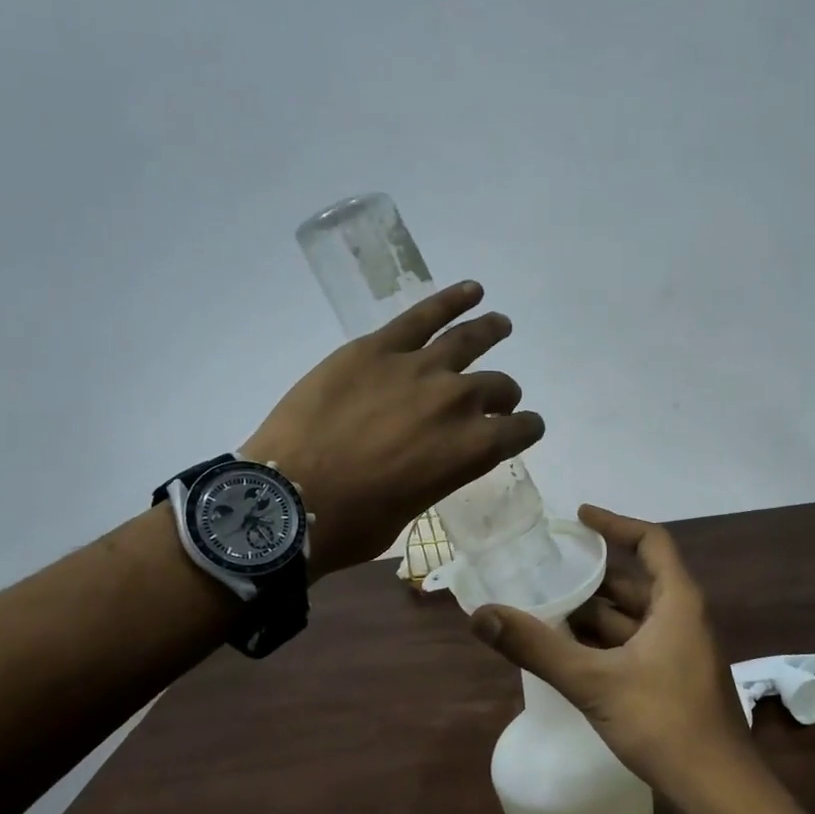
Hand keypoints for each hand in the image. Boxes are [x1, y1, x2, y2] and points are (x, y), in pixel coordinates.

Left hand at [241, 282, 543, 576]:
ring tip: (500, 323)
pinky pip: (423, 315)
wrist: (288, 499)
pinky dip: (451, 299)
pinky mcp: (377, 348)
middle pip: (497, 386)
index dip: (526, 429)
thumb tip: (435, 455)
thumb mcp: (413, 506)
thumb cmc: (353, 522)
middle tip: (497, 396)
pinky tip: (471, 291)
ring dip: (490, 329)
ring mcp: (418, 368)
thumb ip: (439, 471)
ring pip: (468, 340)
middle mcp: (457, 401)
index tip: (522, 427)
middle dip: (503, 394)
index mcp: (472, 449)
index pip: (520, 430)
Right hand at [468, 505, 753, 798]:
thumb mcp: (594, 681)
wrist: (720, 789)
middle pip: (635, 581)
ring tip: (547, 609)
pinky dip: (606, 641)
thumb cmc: (664, 722)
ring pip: (633, 617)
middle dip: (592, 577)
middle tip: (547, 571)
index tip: (579, 517)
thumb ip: (537, 647)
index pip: (650, 541)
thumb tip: (483, 614)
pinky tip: (571, 653)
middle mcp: (683, 616)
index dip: (615, 524)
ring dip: (595, 614)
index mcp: (676, 601)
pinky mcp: (676, 678)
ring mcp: (682, 650)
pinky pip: (636, 644)